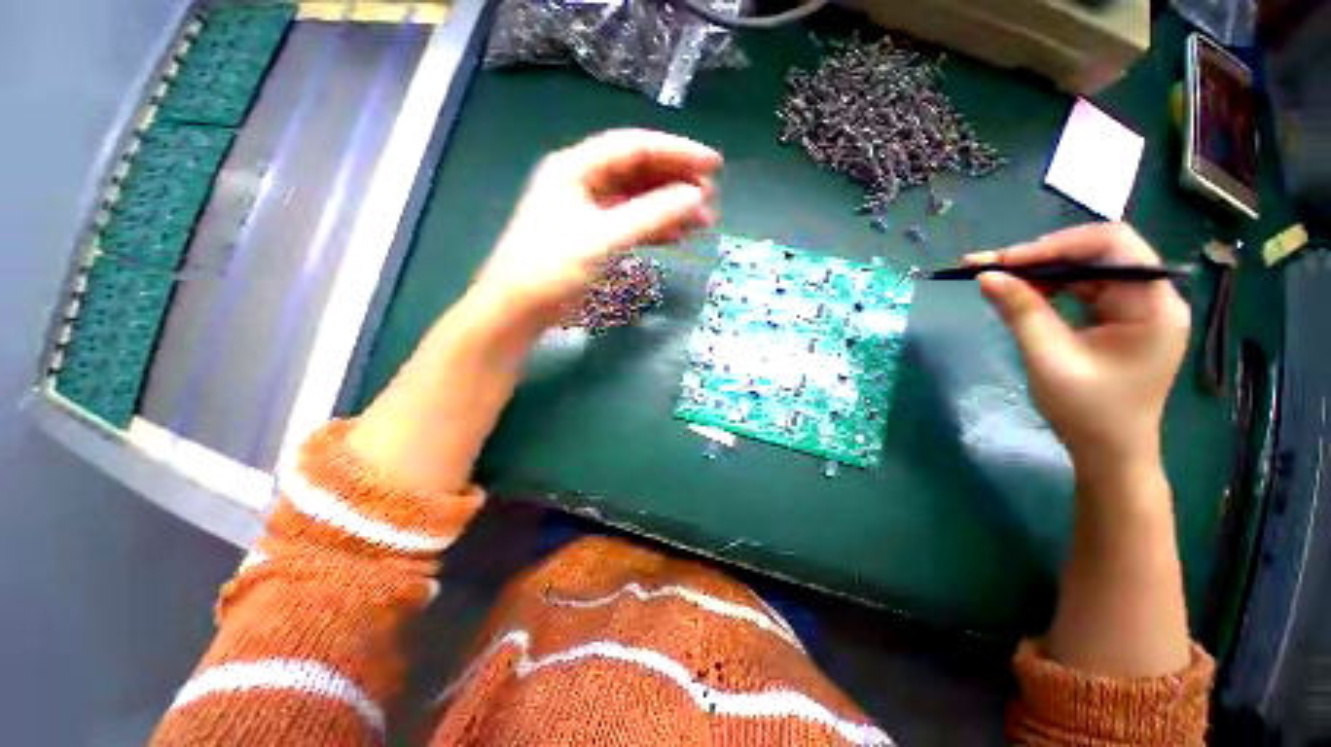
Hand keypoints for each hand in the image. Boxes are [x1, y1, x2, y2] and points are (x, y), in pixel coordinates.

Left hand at [474, 129, 721, 329]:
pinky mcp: (596, 235)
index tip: (713, 165)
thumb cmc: (551, 269)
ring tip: (704, 220)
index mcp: (576, 167)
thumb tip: (695, 199)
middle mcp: (584, 181)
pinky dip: (657, 228)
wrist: (519, 309)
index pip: (635, 147)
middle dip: (677, 182)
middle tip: (710, 197)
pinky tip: (679, 236)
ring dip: (671, 208)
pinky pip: (633, 223)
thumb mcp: (602, 239)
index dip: (677, 153)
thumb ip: (650, 217)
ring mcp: (590, 210)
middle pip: (639, 171)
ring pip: (639, 199)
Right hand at [967, 223, 1190, 470]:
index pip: (1112, 244)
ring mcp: (1139, 308)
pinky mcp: (1122, 320)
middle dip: (1043, 256)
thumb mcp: (1049, 358)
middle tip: (992, 266)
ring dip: (1043, 271)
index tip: (1005, 260)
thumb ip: (1020, 312)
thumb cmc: (1087, 411)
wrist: (1109, 453)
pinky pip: (1085, 289)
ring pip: (1088, 269)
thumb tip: (986, 275)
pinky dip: (1051, 288)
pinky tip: (1024, 294)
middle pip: (1099, 253)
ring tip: (1000, 279)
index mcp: (1153, 304)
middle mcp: (1153, 297)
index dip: (1056, 244)